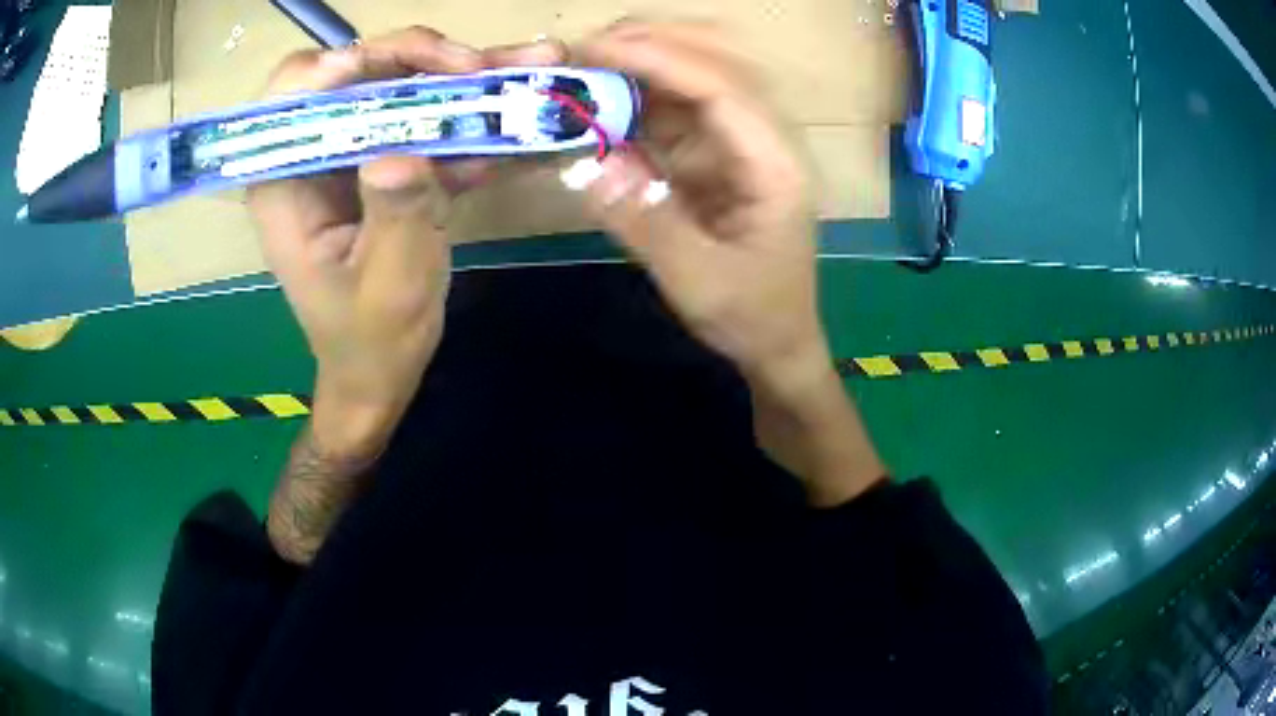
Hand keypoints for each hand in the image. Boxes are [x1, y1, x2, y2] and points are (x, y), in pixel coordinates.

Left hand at [250, 28, 562, 457]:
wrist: (381, 369)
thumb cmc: (370, 340)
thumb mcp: (387, 287)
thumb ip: (394, 219)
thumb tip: (403, 153)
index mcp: (286, 183)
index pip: (291, 96)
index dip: (337, 66)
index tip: (397, 68)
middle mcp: (314, 156)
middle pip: (355, 74)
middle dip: (418, 59)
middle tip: (480, 68)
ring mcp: (355, 156)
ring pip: (401, 89)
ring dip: (464, 80)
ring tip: (531, 67)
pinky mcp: (389, 165)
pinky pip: (429, 124)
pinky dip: (474, 119)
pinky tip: (520, 120)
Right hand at [574, 21, 826, 388]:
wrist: (779, 342)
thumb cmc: (752, 316)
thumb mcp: (697, 282)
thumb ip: (644, 221)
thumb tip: (585, 164)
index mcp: (775, 164)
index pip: (721, 86)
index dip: (657, 58)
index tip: (594, 50)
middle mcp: (766, 138)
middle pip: (720, 61)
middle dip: (655, 41)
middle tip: (587, 47)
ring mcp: (743, 143)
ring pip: (699, 74)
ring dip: (645, 60)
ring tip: (587, 62)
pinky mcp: (720, 154)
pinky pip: (680, 108)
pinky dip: (640, 97)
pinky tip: (604, 99)